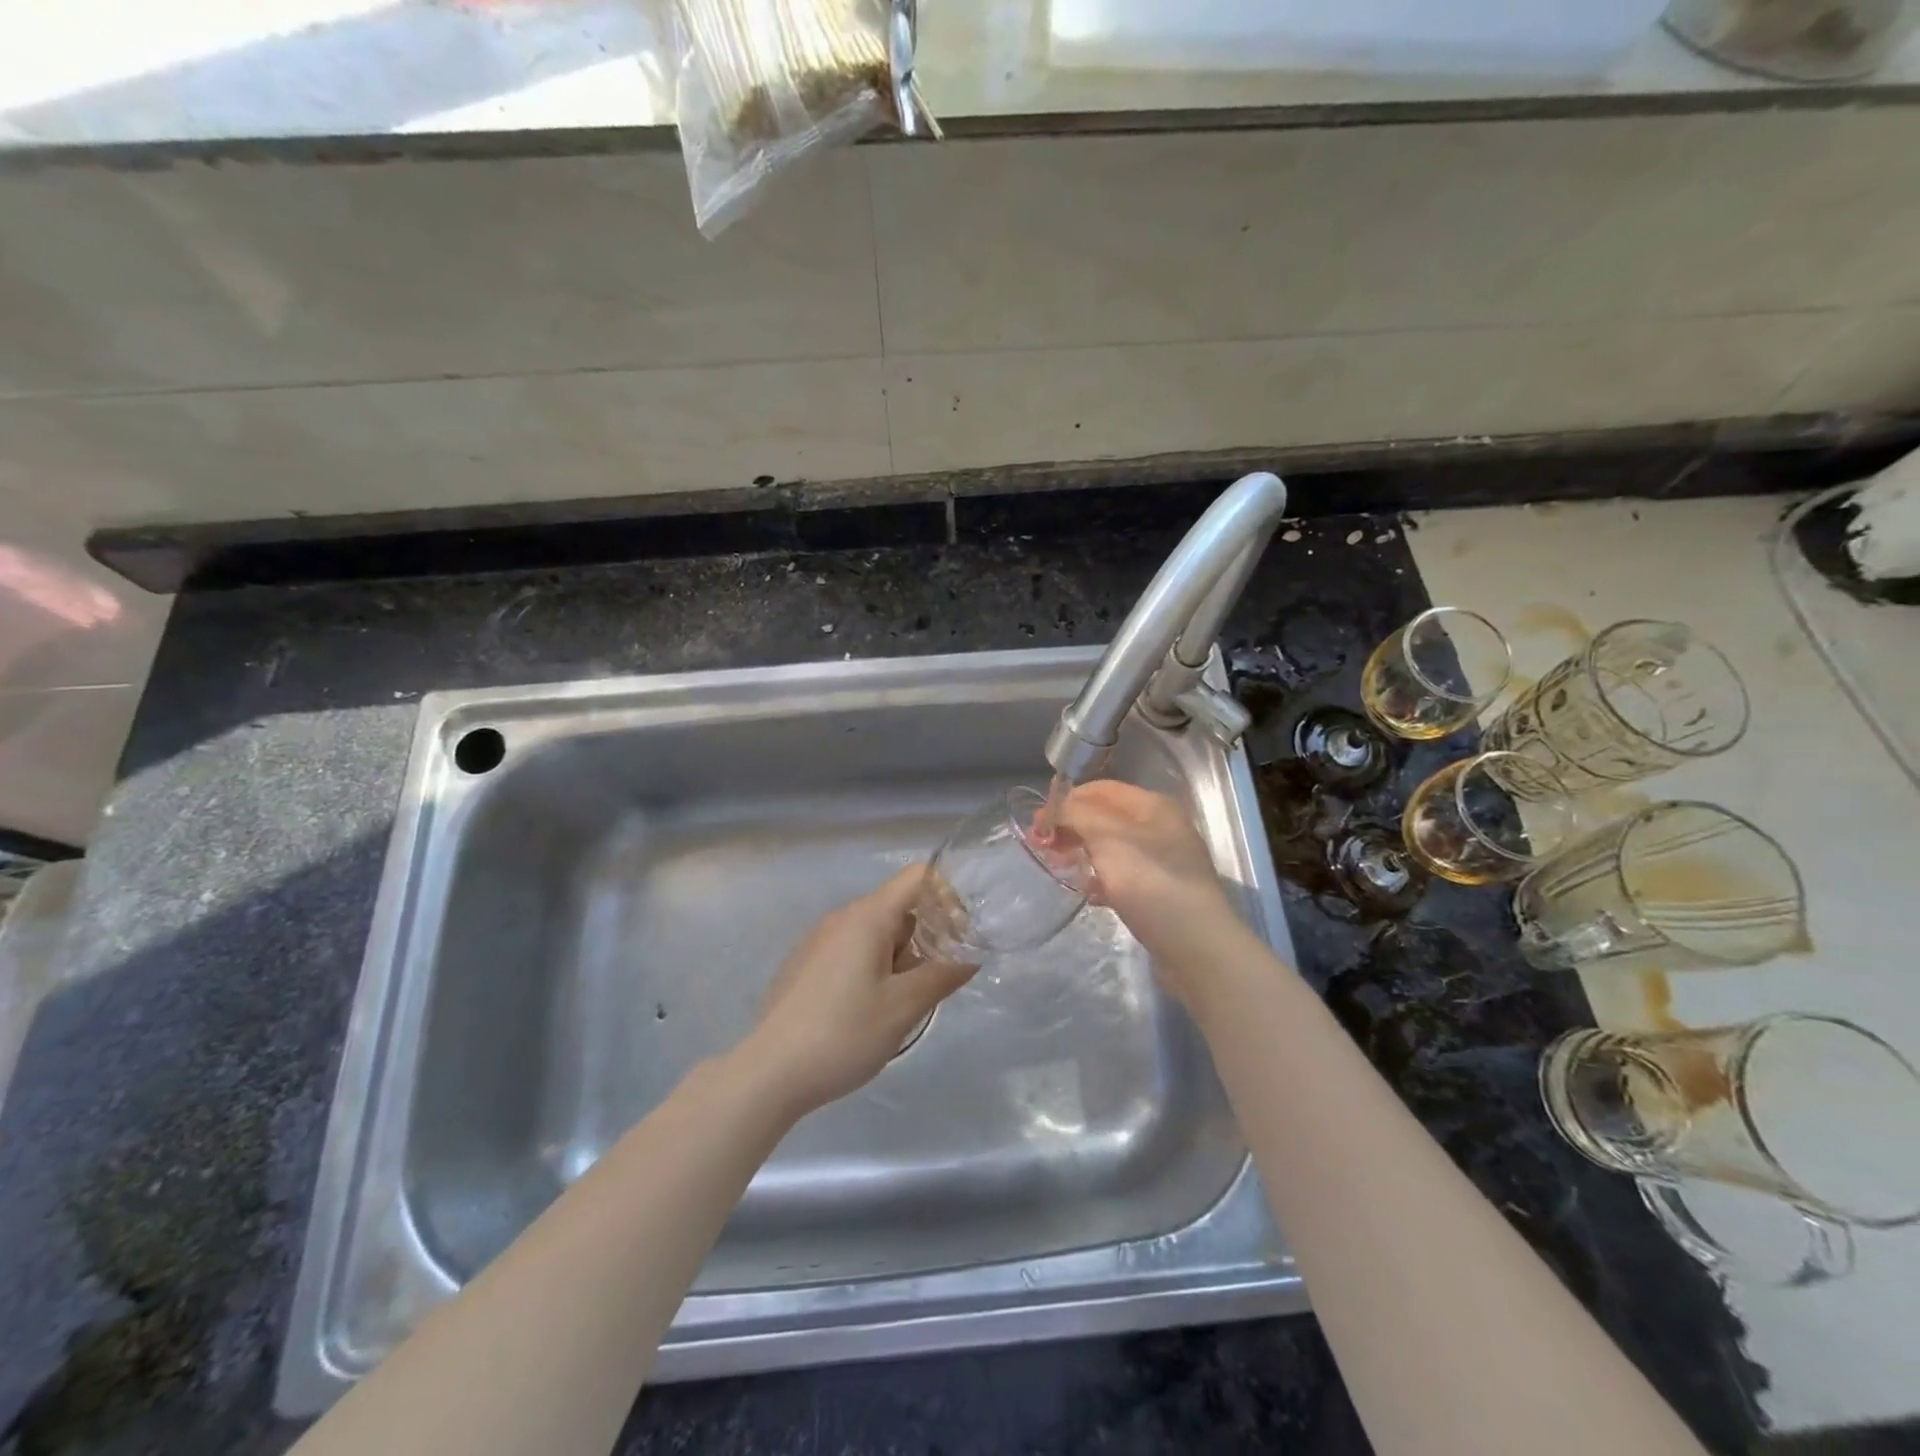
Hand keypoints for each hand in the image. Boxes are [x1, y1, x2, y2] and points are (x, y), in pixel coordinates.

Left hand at [738, 865, 974, 1118]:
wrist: (770, 1072)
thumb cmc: (844, 1033)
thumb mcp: (904, 1007)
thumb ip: (942, 975)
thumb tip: (969, 956)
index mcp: (867, 916)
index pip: (918, 877)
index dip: (948, 895)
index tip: (962, 934)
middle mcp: (841, 918)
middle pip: (898, 907)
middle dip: (927, 935)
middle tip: (938, 979)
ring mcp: (818, 940)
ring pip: (875, 933)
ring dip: (900, 956)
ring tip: (905, 1002)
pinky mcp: (805, 965)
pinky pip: (851, 950)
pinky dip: (873, 966)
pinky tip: (868, 1010)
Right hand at [1055, 781, 1239, 1004]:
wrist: (1197, 947)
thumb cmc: (1151, 883)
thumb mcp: (1108, 838)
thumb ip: (1077, 815)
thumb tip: (1055, 809)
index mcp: (1154, 806)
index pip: (1101, 789)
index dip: (1067, 801)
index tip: (1037, 823)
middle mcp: (1162, 827)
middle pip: (1106, 818)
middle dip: (1072, 828)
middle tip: (1042, 847)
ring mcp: (1164, 862)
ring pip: (1112, 848)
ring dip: (1083, 853)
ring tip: (1060, 869)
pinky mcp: (1162, 893)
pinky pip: (1123, 877)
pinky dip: (1102, 880)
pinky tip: (1089, 895)